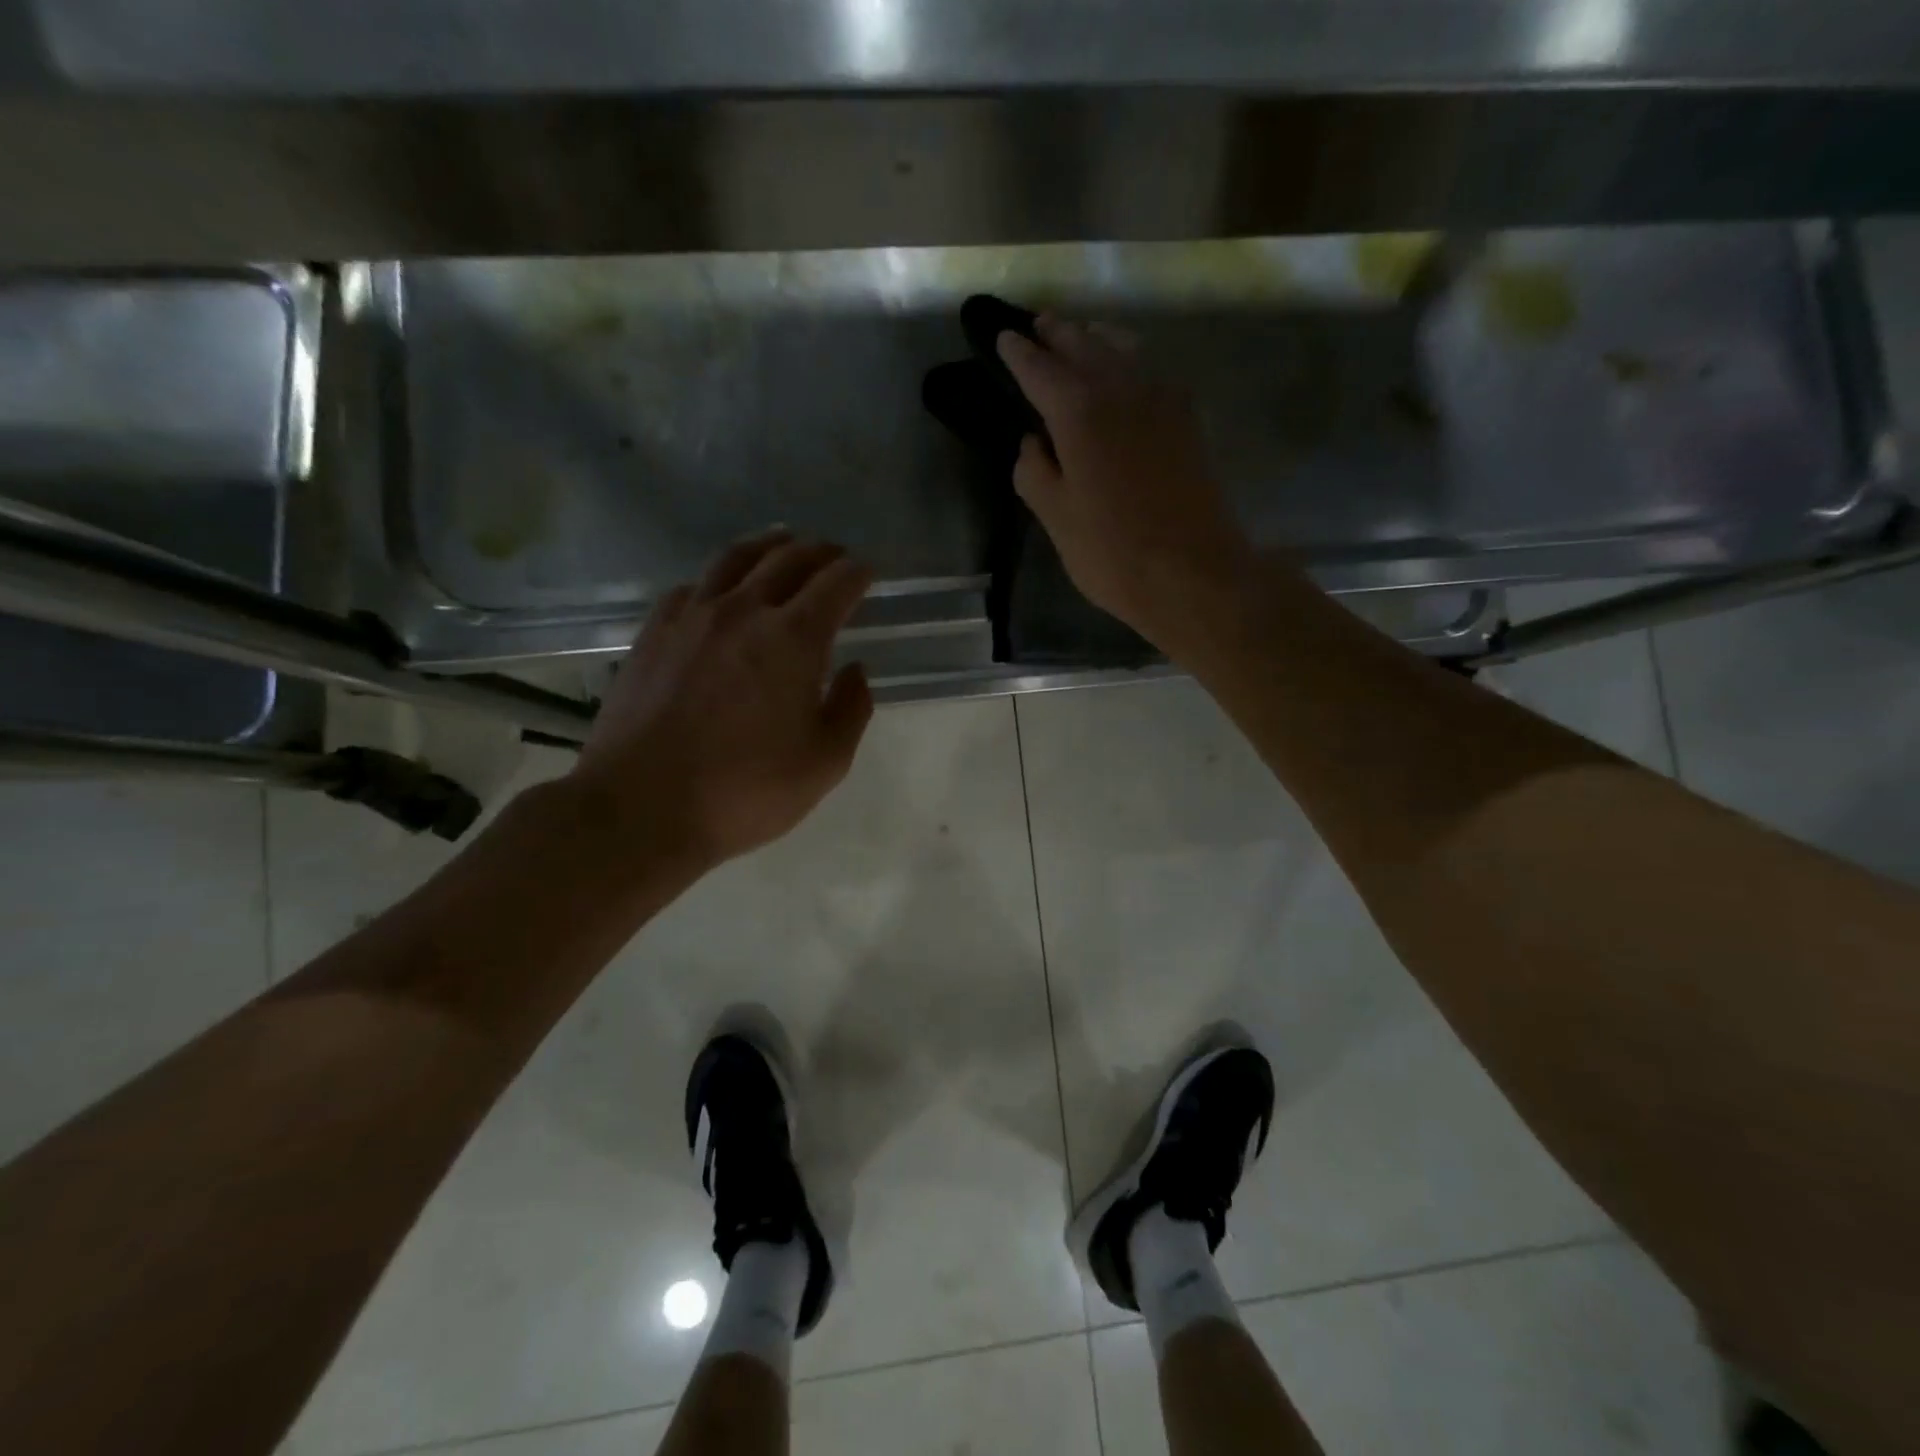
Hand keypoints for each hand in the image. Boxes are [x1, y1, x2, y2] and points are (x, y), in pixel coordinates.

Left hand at [571, 532, 873, 869]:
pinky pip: (692, 587)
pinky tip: (719, 588)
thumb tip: (854, 670)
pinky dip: (718, 578)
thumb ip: (850, 709)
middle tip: (835, 554)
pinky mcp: (653, 634)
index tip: (868, 571)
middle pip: (788, 560)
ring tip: (783, 542)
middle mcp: (743, 611)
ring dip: (768, 546)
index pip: (836, 584)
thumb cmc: (745, 790)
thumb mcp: (824, 762)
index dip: (858, 573)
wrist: (642, 807)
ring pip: (735, 560)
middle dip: (820, 552)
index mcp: (793, 638)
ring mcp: (692, 618)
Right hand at [997, 316, 1257, 649]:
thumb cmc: (1113, 554)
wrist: (1194, 573)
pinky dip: (1128, 360)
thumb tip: (1032, 444)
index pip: (1039, 369)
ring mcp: (1162, 400)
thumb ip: (1035, 473)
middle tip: (1038, 325)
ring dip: (1095, 339)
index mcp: (1079, 412)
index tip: (1003, 337)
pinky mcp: (1187, 419)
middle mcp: (1121, 389)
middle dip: (1057, 334)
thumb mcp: (1056, 520)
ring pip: (1123, 349)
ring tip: (1078, 337)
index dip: (1018, 352)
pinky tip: (1123, 372)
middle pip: (1084, 345)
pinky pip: (1150, 370)